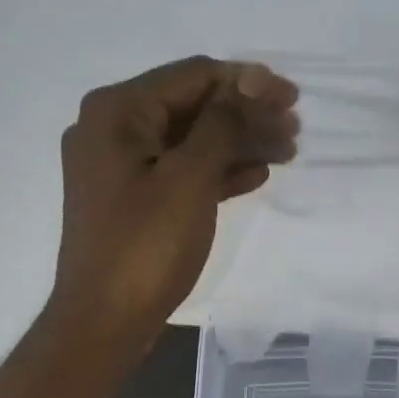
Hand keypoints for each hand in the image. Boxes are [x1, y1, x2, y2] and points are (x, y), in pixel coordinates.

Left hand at [45, 56, 298, 356]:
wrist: (104, 321)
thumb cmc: (146, 247)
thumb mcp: (189, 178)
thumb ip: (223, 123)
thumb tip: (251, 79)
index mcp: (117, 111)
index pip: (193, 76)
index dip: (247, 82)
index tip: (292, 98)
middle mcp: (112, 129)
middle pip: (192, 107)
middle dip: (245, 115)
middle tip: (294, 128)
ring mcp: (120, 168)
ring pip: (190, 142)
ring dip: (237, 143)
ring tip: (287, 150)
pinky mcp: (131, 201)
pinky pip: (180, 173)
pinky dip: (217, 171)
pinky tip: (255, 175)